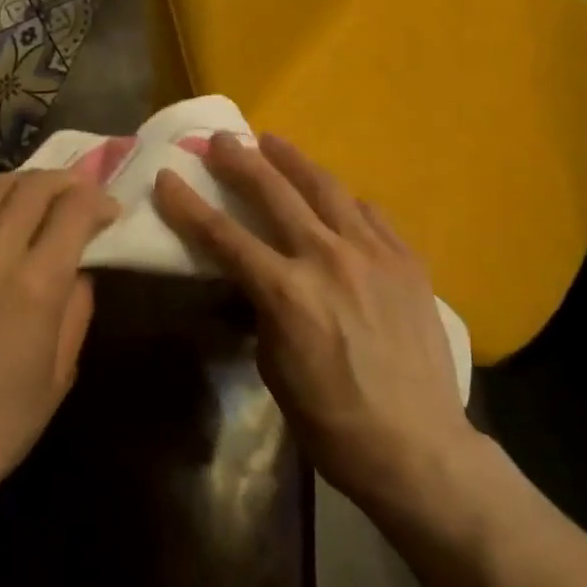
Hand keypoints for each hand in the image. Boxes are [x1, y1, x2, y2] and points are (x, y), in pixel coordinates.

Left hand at [0, 172, 120, 509]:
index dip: (98, 200)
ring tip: (34, 198)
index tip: (108, 210)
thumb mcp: (61, 372)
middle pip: (34, 187)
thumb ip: (76, 308)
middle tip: (77, 196)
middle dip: (66, 182)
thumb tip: (78, 268)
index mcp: (35, 286)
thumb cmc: (0, 424)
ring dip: (23, 184)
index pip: (74, 209)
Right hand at [152, 133, 476, 513]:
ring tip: (274, 143)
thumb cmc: (333, 422)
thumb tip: (256, 280)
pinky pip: (371, 214)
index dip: (189, 205)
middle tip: (222, 139)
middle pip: (275, 193)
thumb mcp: (275, 368)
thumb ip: (264, 310)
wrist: (418, 446)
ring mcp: (373, 253)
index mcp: (286, 292)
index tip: (168, 177)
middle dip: (241, 162)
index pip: (224, 236)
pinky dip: (346, 201)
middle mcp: (327, 258)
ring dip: (294, 161)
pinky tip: (337, 197)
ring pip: (326, 188)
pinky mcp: (407, 260)